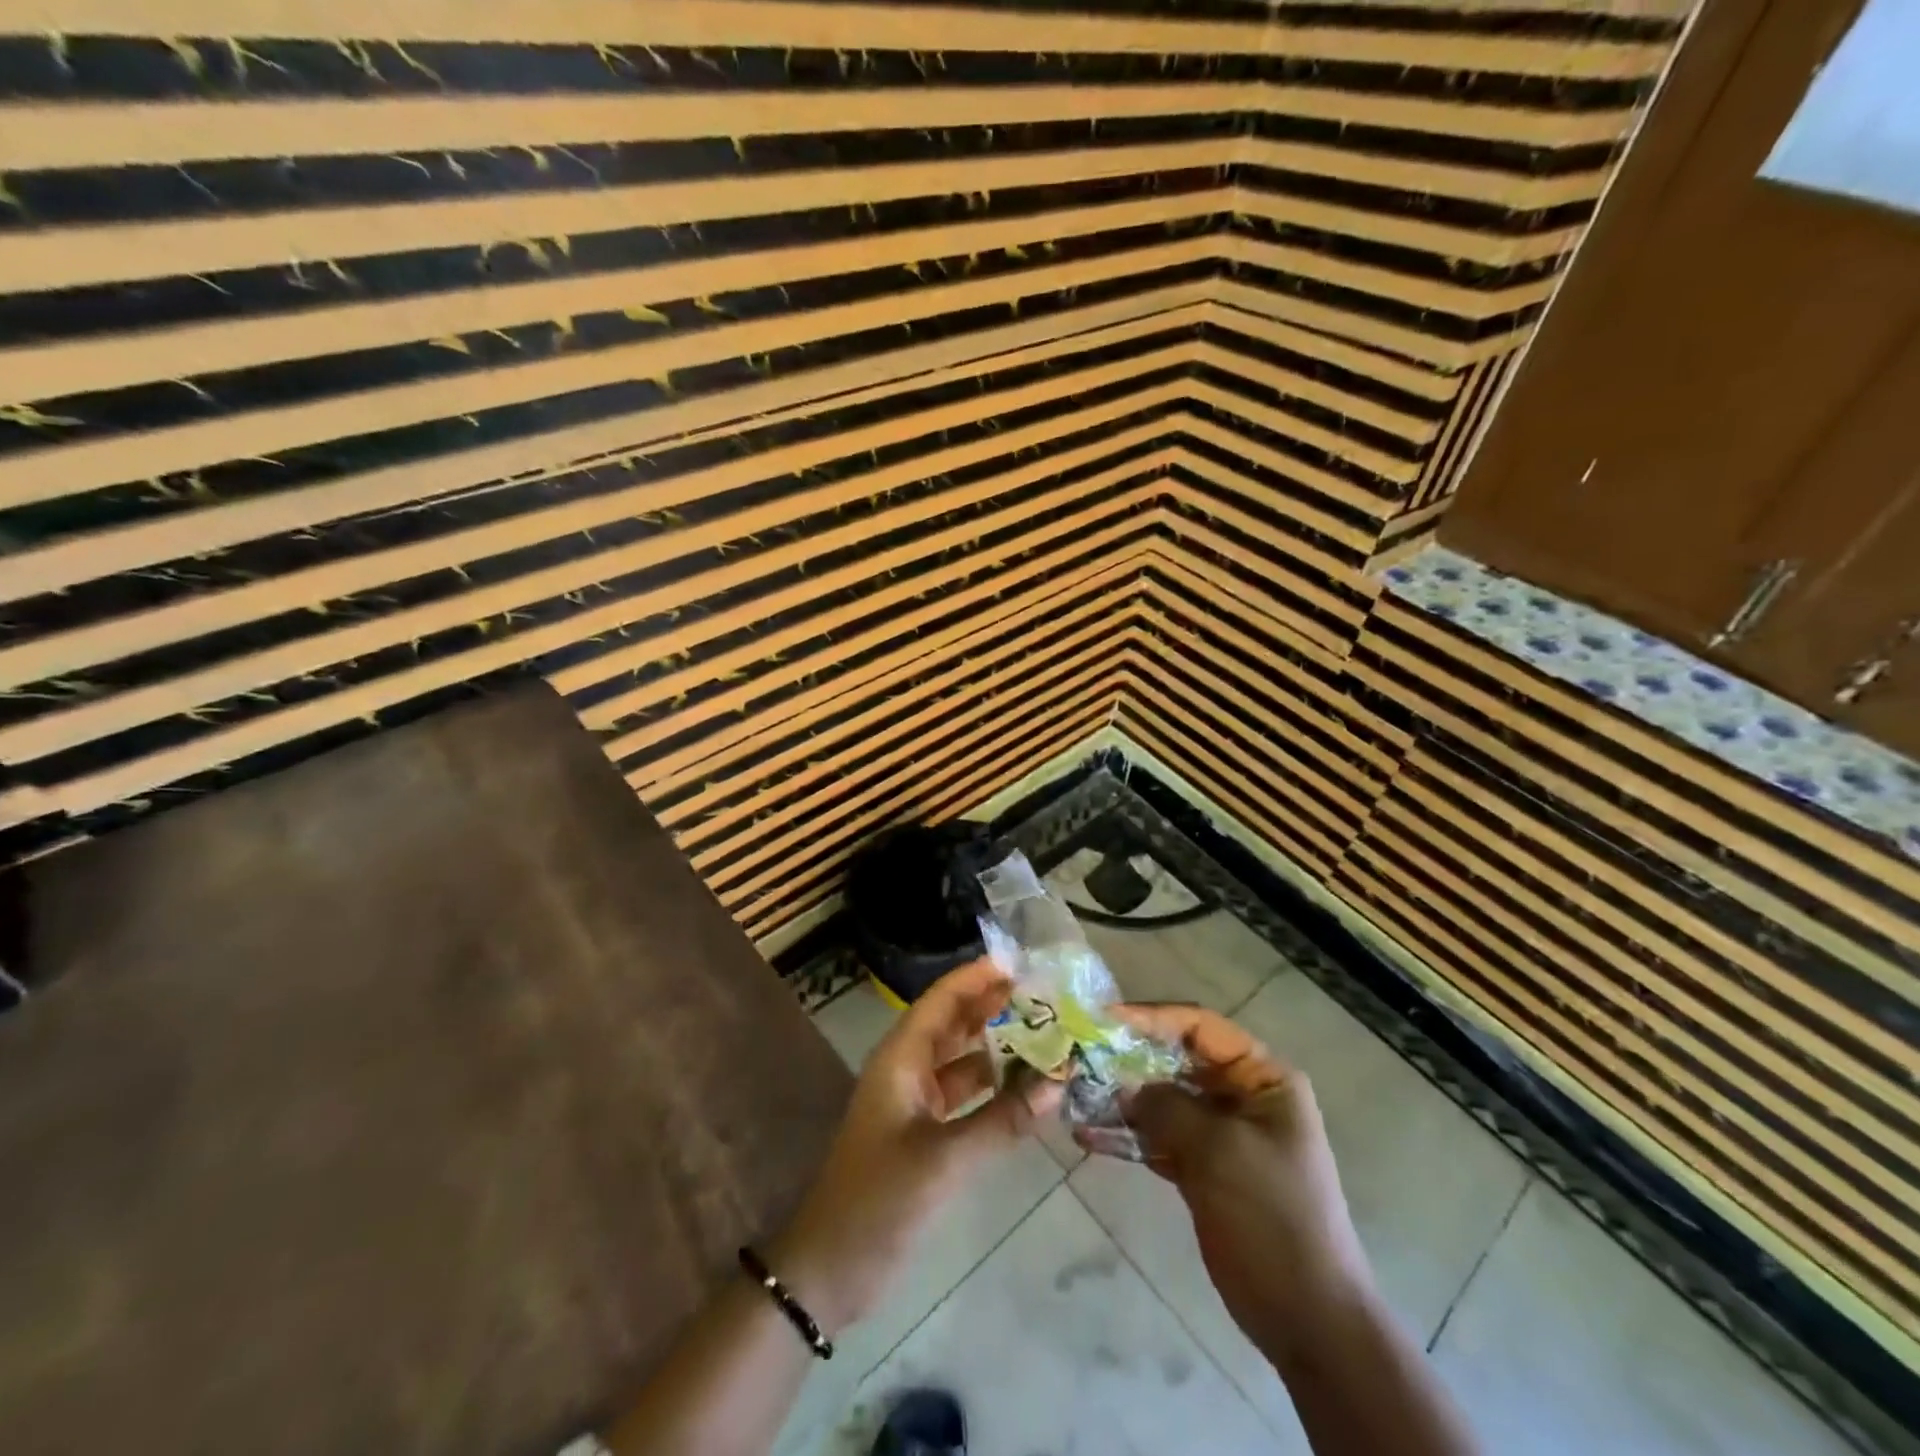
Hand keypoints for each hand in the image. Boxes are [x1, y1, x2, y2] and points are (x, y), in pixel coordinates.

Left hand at [772, 959, 1059, 1334]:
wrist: (829, 1270)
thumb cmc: (878, 1200)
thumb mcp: (944, 1159)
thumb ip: (1003, 1120)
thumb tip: (1059, 1081)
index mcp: (901, 1058)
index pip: (942, 999)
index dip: (977, 977)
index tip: (1022, 964)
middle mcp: (907, 1069)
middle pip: (954, 1023)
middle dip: (995, 1007)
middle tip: (1047, 997)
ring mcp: (915, 1102)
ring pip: (962, 1060)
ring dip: (999, 1048)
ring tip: (1048, 1036)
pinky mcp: (924, 1133)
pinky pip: (965, 1096)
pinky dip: (994, 1088)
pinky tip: (1029, 1090)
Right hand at [1096, 1004, 1373, 1358]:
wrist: (1306, 1318)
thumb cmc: (1271, 1216)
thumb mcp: (1219, 1150)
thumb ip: (1167, 1107)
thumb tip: (1124, 1087)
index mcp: (1262, 1077)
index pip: (1201, 1026)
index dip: (1152, 1016)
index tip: (1104, 1018)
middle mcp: (1241, 1095)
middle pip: (1176, 1060)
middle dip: (1129, 1059)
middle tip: (1080, 1057)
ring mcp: (1220, 1133)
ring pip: (1162, 1099)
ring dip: (1122, 1098)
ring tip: (1075, 1096)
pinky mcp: (1202, 1167)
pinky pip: (1158, 1137)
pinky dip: (1127, 1135)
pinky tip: (1088, 1135)